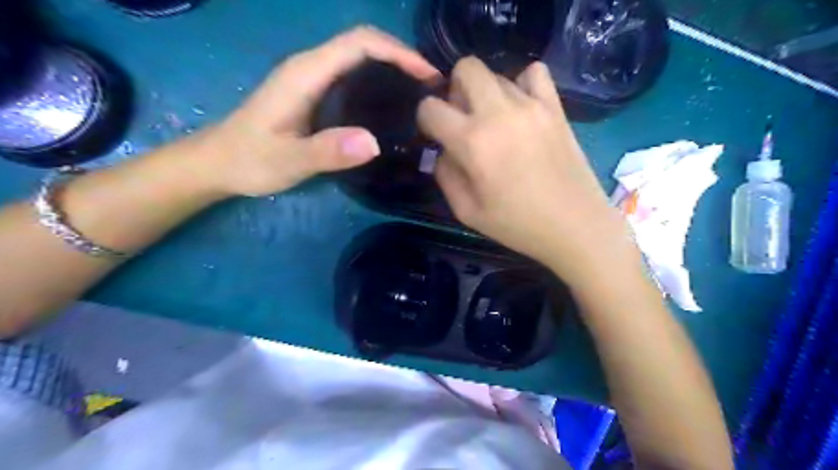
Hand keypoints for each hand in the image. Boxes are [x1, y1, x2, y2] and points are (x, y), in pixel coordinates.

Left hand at [194, 27, 438, 195]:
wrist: (218, 163)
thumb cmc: (250, 160)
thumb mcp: (288, 160)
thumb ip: (326, 151)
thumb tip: (373, 143)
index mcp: (306, 73)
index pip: (359, 43)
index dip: (397, 51)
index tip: (427, 75)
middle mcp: (310, 67)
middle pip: (363, 44)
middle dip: (402, 57)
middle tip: (431, 87)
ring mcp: (311, 78)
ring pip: (359, 57)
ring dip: (393, 67)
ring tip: (420, 93)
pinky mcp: (313, 92)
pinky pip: (353, 74)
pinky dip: (379, 80)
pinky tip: (391, 104)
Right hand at [419, 57, 634, 288]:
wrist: (575, 226)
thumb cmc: (517, 224)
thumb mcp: (466, 211)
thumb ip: (445, 175)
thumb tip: (444, 150)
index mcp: (472, 142)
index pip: (430, 107)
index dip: (426, 120)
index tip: (436, 135)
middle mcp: (498, 113)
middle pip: (465, 68)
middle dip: (455, 90)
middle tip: (464, 120)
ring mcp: (531, 105)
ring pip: (496, 74)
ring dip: (486, 94)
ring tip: (497, 123)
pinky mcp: (555, 107)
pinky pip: (534, 72)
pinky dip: (522, 84)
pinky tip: (523, 109)